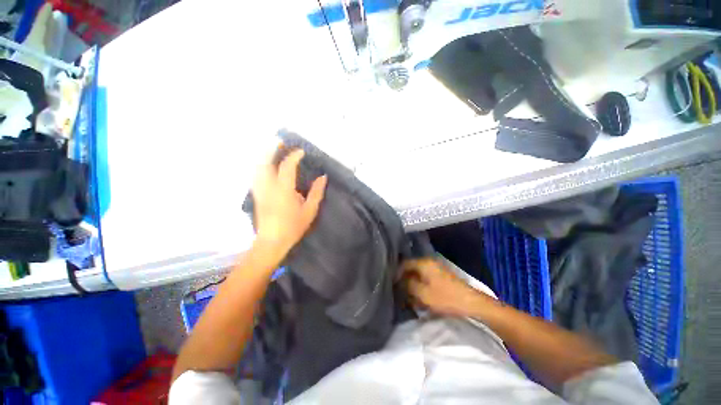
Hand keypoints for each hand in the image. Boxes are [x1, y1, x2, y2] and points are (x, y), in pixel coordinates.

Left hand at [251, 146, 326, 259]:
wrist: (272, 241)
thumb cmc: (293, 227)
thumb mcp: (310, 210)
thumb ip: (316, 192)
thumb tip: (323, 177)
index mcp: (284, 190)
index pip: (287, 167)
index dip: (294, 156)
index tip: (301, 151)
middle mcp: (268, 187)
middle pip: (265, 163)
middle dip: (271, 150)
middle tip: (279, 142)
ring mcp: (260, 191)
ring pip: (257, 168)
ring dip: (264, 157)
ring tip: (272, 151)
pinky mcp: (256, 195)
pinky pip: (256, 175)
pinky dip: (260, 167)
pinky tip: (265, 167)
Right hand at [401, 258, 485, 316]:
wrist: (472, 304)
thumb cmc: (445, 298)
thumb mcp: (423, 293)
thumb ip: (408, 285)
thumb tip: (400, 281)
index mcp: (424, 263)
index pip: (404, 264)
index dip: (397, 273)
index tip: (392, 285)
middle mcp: (429, 263)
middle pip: (411, 269)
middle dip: (405, 281)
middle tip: (400, 293)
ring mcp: (436, 270)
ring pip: (419, 276)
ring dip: (413, 286)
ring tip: (409, 299)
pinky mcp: (441, 278)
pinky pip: (426, 280)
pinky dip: (421, 288)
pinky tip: (420, 299)